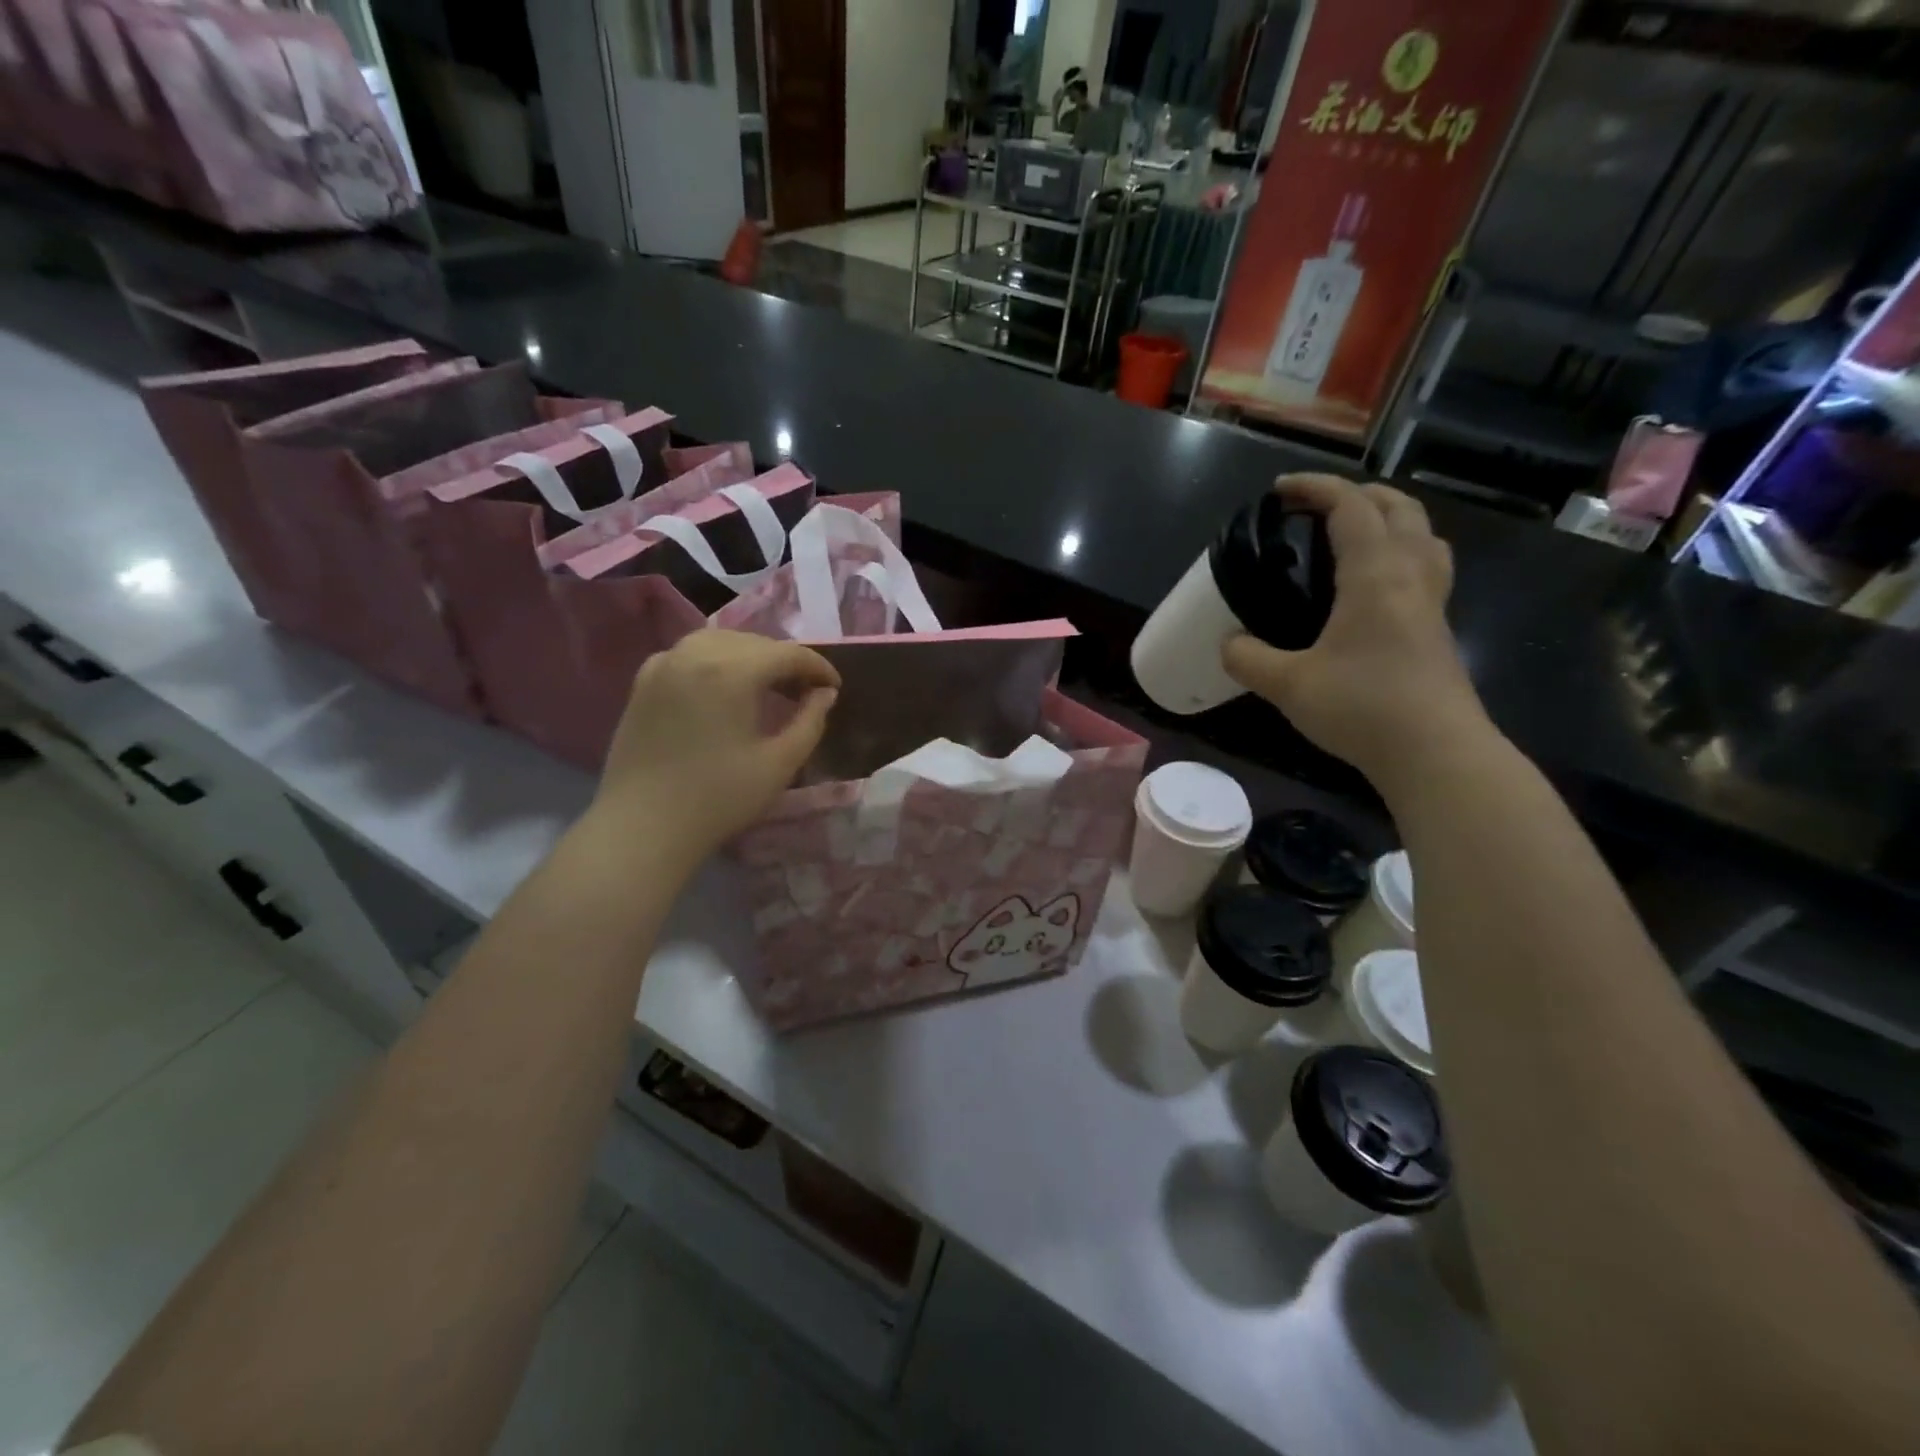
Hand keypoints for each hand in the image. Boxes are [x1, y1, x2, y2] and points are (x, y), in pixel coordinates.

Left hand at [586, 629, 839, 862]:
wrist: (643, 827)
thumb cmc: (719, 798)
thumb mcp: (780, 763)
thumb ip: (810, 721)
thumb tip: (825, 694)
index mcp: (732, 670)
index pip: (788, 653)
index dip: (818, 667)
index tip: (835, 688)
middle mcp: (696, 653)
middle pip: (755, 642)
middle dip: (786, 662)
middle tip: (805, 692)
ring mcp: (665, 663)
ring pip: (721, 642)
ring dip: (751, 657)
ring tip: (768, 687)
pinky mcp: (644, 680)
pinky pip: (690, 654)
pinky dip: (716, 661)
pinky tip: (724, 688)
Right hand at [1222, 475, 1490, 787]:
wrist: (1436, 752)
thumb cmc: (1362, 707)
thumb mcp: (1288, 684)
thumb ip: (1249, 659)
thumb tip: (1227, 644)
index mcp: (1376, 573)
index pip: (1350, 507)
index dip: (1315, 488)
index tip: (1280, 491)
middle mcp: (1411, 574)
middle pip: (1398, 507)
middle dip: (1356, 495)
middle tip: (1316, 510)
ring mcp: (1433, 601)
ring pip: (1422, 534)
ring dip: (1388, 519)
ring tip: (1351, 536)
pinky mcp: (1437, 628)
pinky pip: (1425, 566)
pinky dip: (1400, 553)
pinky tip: (1373, 587)